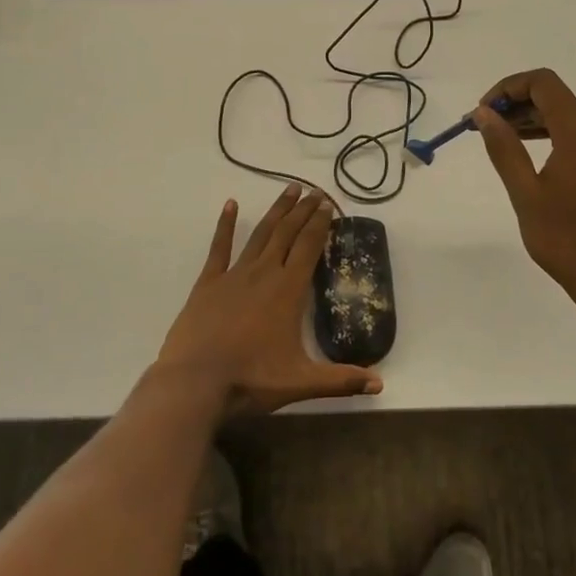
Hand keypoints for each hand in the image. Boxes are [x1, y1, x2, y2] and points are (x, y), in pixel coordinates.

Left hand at [156, 185, 382, 413]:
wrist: (195, 383)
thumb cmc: (251, 379)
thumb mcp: (301, 382)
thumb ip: (341, 380)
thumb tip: (380, 384)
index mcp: (288, 291)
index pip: (309, 247)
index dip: (320, 224)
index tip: (327, 204)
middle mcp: (264, 273)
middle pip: (287, 233)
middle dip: (303, 210)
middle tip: (314, 191)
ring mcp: (234, 275)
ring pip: (260, 234)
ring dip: (276, 211)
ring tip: (288, 190)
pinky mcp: (208, 283)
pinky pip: (219, 247)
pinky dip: (226, 224)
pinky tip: (231, 204)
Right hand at [474, 69, 575, 307]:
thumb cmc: (566, 238)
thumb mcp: (525, 193)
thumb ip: (503, 147)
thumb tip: (483, 113)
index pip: (543, 83)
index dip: (508, 87)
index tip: (483, 112)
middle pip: (552, 96)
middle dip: (514, 103)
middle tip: (481, 126)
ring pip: (562, 115)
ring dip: (527, 119)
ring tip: (495, 138)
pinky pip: (573, 133)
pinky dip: (545, 134)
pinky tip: (523, 151)